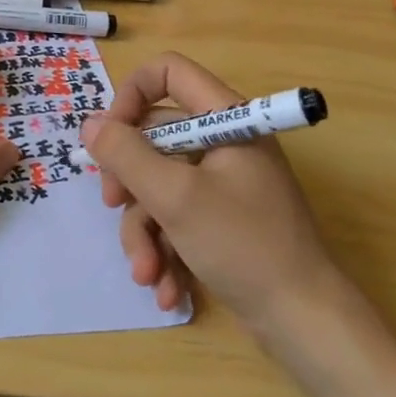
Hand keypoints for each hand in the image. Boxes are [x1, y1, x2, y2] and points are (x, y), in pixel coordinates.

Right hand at [82, 52, 340, 332]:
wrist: (306, 324)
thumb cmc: (244, 245)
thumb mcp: (175, 197)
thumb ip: (126, 155)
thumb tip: (90, 124)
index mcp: (225, 119)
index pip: (169, 73)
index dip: (132, 95)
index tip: (111, 136)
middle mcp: (223, 142)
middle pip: (154, 136)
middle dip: (130, 180)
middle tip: (113, 203)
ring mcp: (223, 183)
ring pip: (159, 185)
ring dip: (144, 230)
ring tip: (147, 273)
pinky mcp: (221, 220)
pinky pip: (176, 217)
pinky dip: (165, 250)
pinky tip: (166, 288)